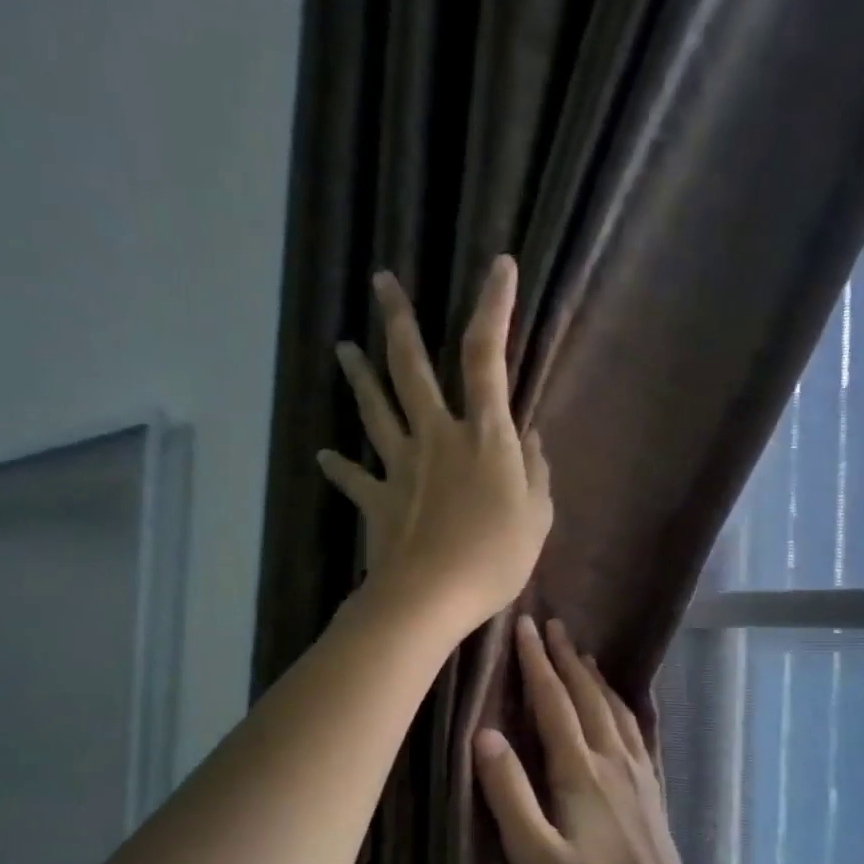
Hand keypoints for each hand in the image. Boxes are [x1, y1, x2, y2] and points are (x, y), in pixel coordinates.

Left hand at [319, 256, 552, 634]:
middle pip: (412, 368)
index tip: (498, 266)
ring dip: (359, 377)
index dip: (494, 308)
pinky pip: (355, 478)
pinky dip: (340, 467)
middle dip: (398, 320)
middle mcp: (436, 437)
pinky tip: (326, 456)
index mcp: (484, 436)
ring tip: (343, 348)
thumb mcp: (537, 517)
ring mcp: (401, 466)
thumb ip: (536, 473)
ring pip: (376, 410)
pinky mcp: (377, 499)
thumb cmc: (495, 558)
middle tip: (380, 282)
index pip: (488, 357)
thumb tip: (531, 438)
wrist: (431, 597)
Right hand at [474, 615, 707, 863]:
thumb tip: (484, 734)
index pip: (554, 702)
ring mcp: (638, 772)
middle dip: (566, 657)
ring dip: (593, 675)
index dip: (537, 662)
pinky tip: (620, 705)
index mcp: (580, 771)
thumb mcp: (534, 855)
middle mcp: (612, 759)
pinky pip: (634, 729)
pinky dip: (621, 703)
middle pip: (586, 695)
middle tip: (551, 624)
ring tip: (582, 652)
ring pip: (613, 708)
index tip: (524, 626)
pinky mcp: (652, 788)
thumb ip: (509, 794)